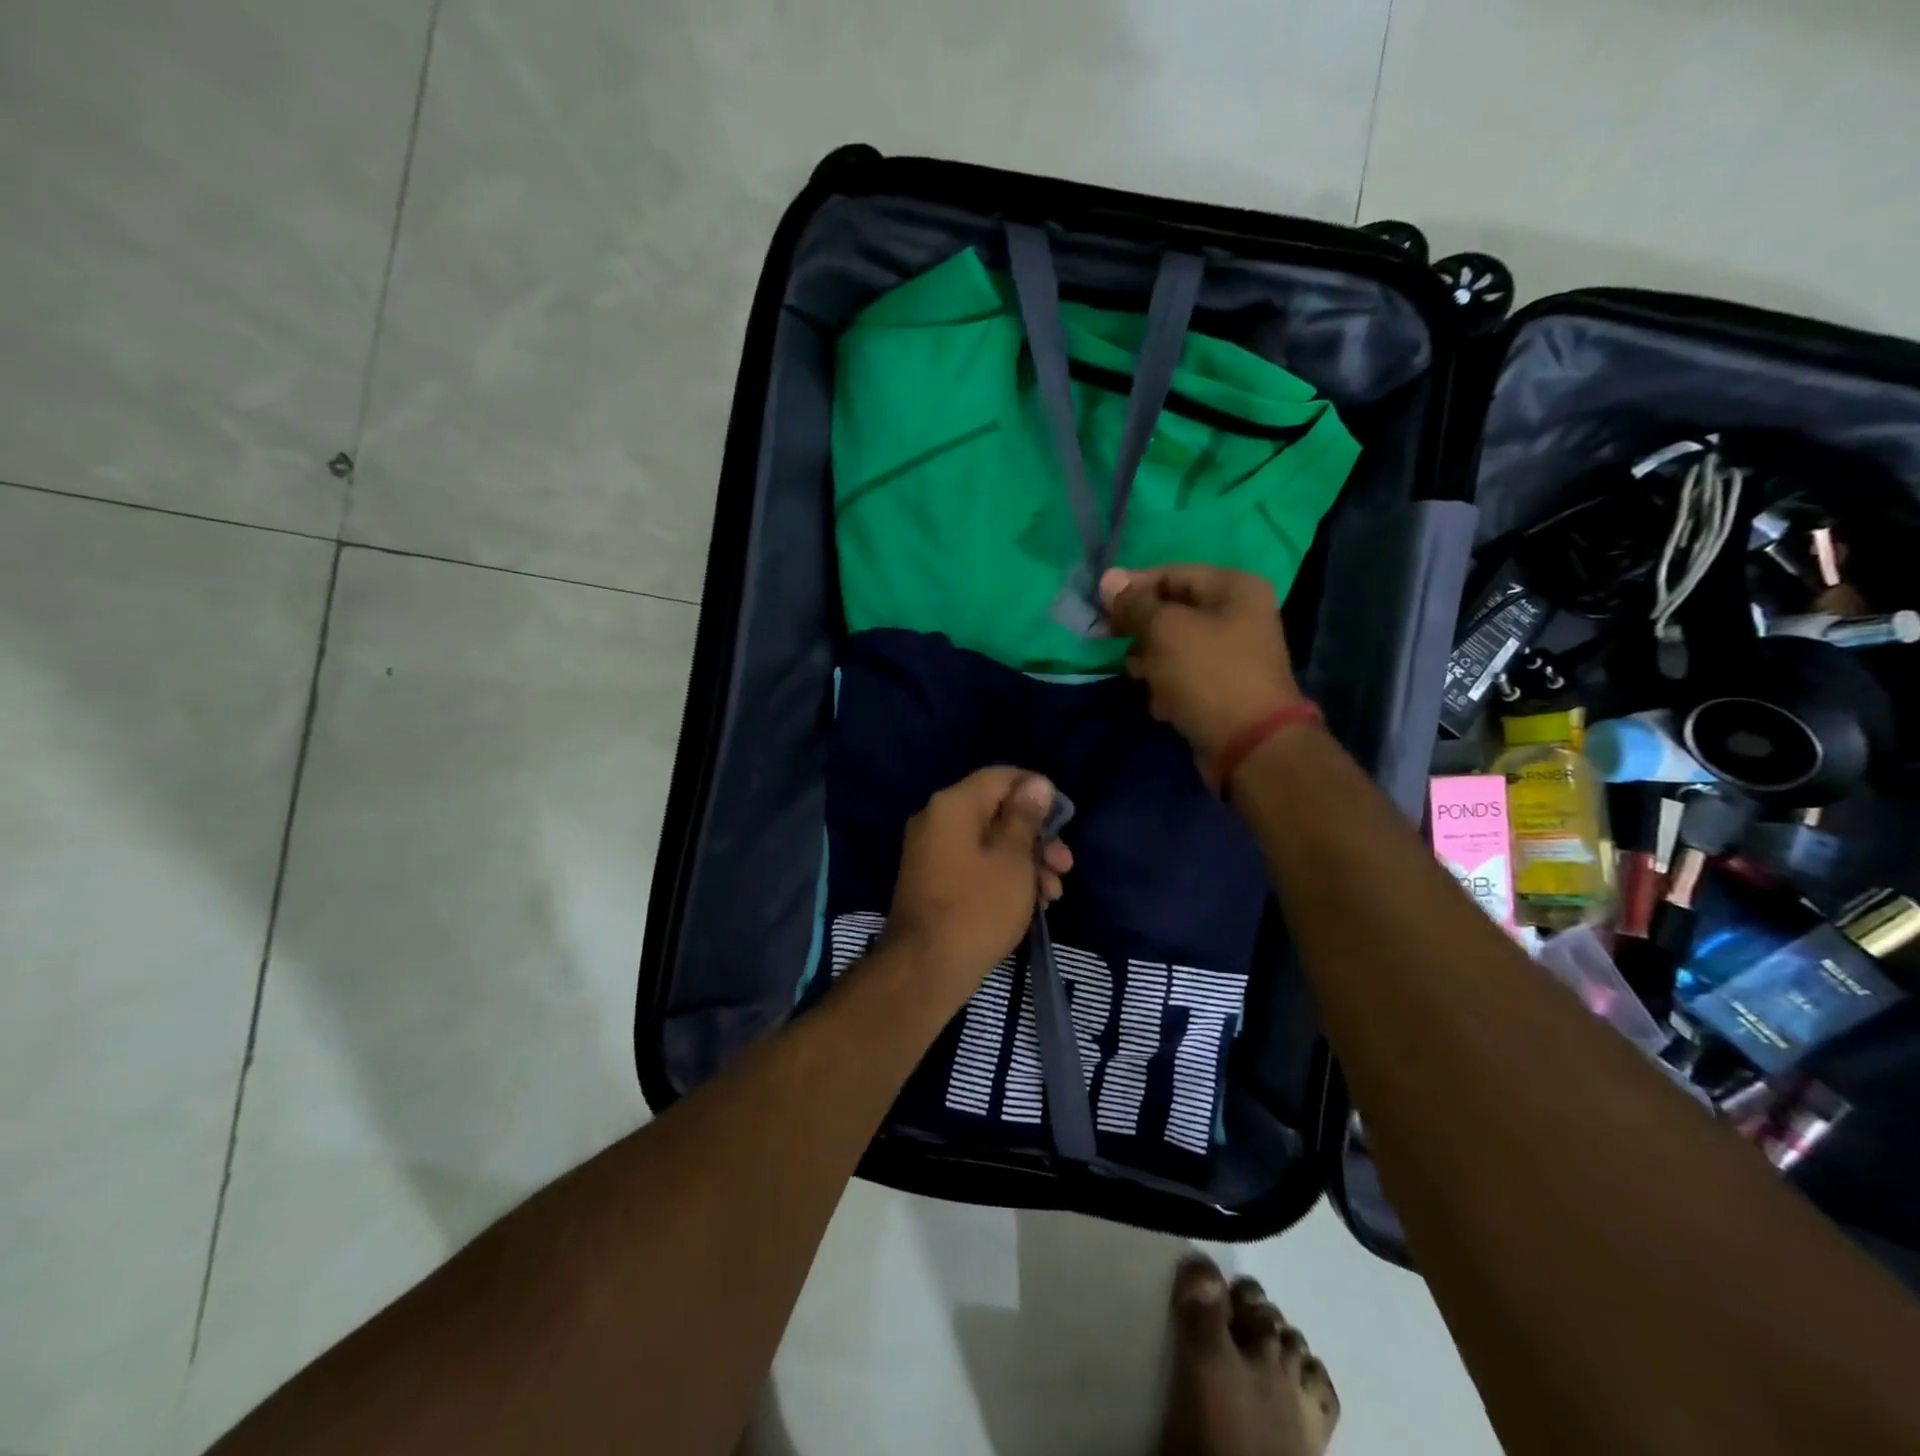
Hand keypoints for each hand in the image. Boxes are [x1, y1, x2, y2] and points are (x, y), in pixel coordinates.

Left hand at [883, 768, 1074, 999]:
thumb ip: (1025, 817)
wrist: (925, 968)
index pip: (1001, 777)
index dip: (1037, 792)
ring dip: (1026, 862)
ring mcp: (931, 852)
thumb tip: (1036, 783)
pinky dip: (1003, 876)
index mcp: (953, 805)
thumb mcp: (1013, 859)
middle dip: (1037, 837)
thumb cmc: (978, 907)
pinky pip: (974, 864)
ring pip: (989, 842)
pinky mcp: (933, 880)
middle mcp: (937, 820)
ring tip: (1054, 894)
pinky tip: (1031, 903)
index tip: (1064, 819)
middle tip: (1065, 866)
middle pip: (996, 812)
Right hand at [1100, 565, 1304, 779]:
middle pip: (1173, 611)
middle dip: (1141, 629)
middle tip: (1113, 643)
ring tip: (1141, 677)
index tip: (1101, 610)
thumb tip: (1108, 578)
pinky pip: (1185, 676)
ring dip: (1151, 661)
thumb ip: (1134, 604)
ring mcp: (1233, 654)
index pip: (1171, 574)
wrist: (1250, 745)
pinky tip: (1162, 704)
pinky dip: (1168, 687)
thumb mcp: (1165, 630)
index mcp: (1234, 588)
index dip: (1132, 589)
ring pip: (1175, 646)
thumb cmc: (1208, 674)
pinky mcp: (1224, 688)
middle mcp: (1239, 615)